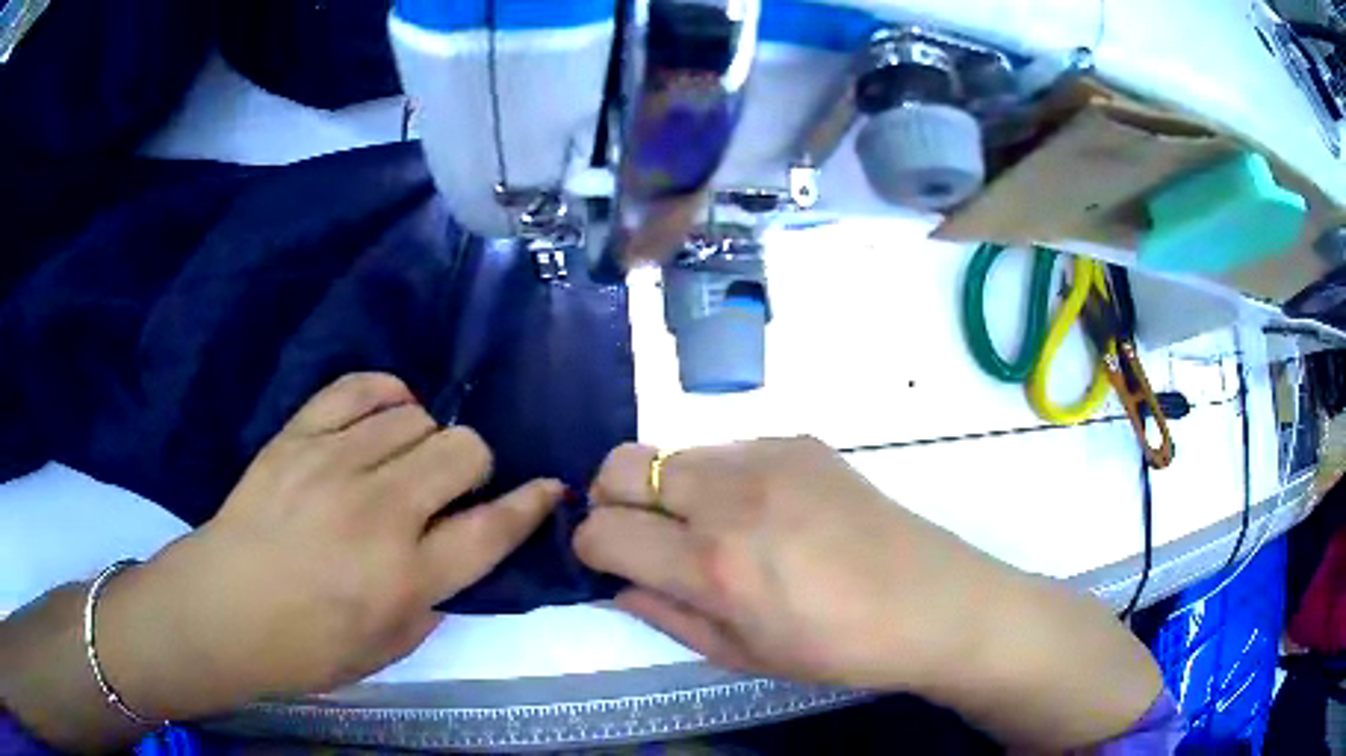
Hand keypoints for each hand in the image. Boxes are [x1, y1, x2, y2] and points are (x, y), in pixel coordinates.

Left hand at [99, 373, 562, 715]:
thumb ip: (433, 602)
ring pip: (416, 417)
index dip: (532, 504)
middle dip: (476, 465)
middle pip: (463, 451)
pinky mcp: (299, 436)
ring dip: (427, 438)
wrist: (223, 610)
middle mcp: (380, 514)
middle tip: (453, 486)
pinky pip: (358, 389)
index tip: (549, 487)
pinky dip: (386, 393)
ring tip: (407, 459)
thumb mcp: (387, 650)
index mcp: (407, 578)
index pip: (494, 528)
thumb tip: (453, 558)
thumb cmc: (305, 647)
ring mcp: (335, 465)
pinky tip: (388, 410)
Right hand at [573, 438, 1163, 749]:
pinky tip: (762, 512)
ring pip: (671, 453)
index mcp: (714, 565)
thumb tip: (616, 583)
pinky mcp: (799, 440)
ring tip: (711, 529)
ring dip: (667, 490)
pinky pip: (727, 450)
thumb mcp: (741, 655)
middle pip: (620, 465)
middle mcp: (731, 496)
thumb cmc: (836, 648)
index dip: (591, 548)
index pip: (603, 531)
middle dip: (612, 502)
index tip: (608, 562)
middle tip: (643, 538)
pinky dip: (719, 479)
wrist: (931, 601)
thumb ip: (665, 615)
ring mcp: (768, 456)